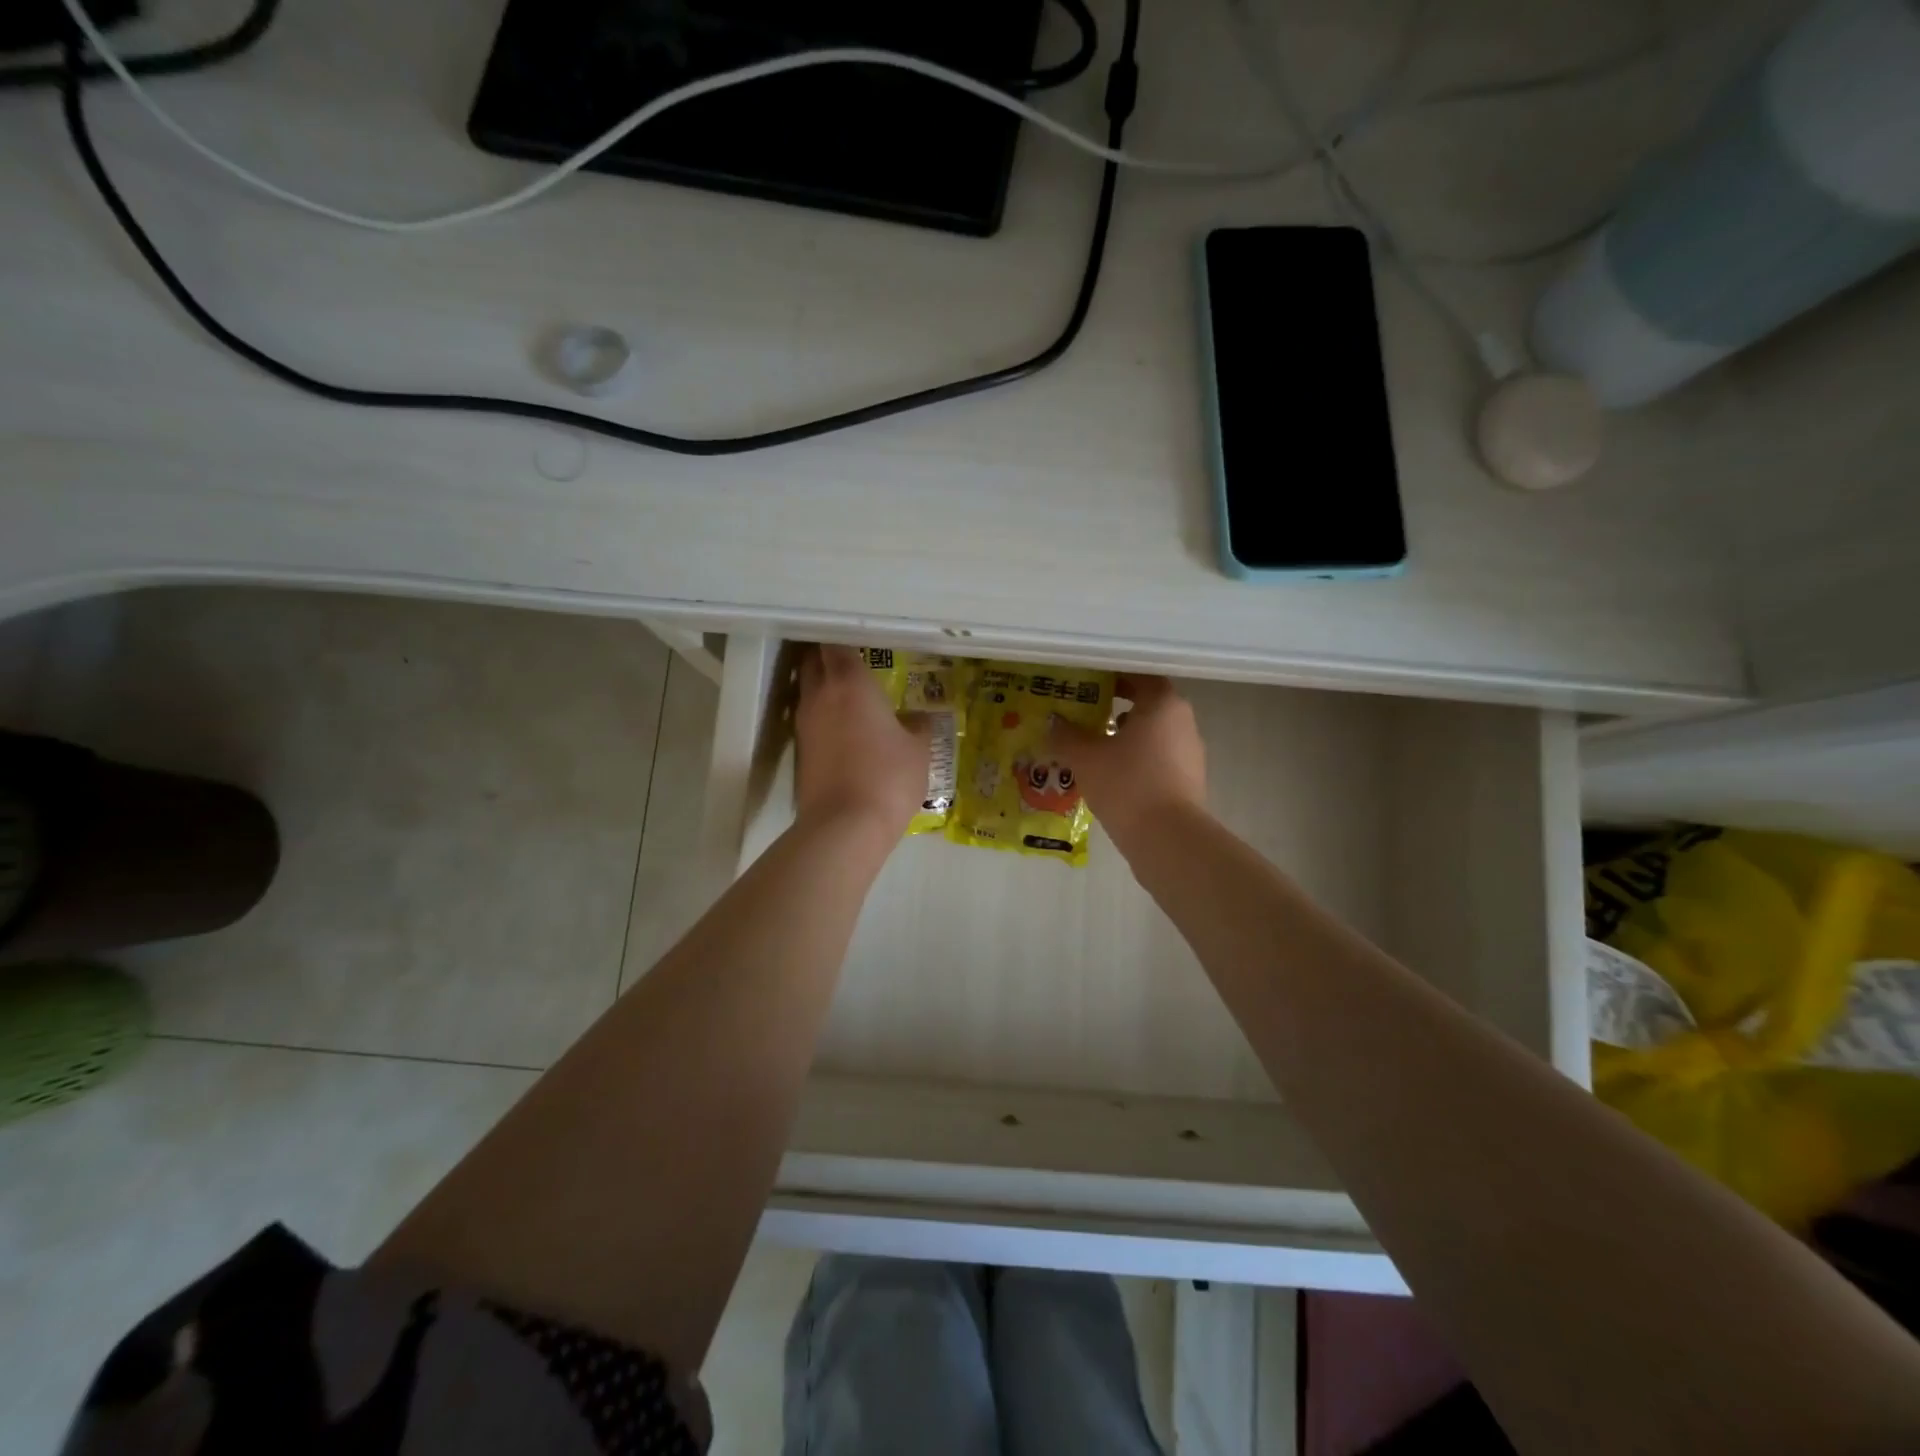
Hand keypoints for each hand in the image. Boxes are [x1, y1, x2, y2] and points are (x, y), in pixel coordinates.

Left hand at [795, 645, 931, 836]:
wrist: (845, 826)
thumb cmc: (888, 777)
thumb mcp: (918, 750)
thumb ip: (918, 726)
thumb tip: (918, 718)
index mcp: (850, 683)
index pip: (836, 644)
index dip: (846, 640)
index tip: (862, 643)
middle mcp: (820, 695)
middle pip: (813, 662)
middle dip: (828, 658)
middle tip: (854, 665)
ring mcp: (804, 724)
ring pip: (808, 691)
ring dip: (823, 688)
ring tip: (852, 698)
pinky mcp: (800, 752)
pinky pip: (809, 720)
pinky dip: (823, 717)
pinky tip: (845, 731)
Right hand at [1048, 675, 1207, 850]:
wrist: (1167, 839)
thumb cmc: (1127, 784)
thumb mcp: (1085, 757)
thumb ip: (1066, 735)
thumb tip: (1054, 722)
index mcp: (1163, 704)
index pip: (1139, 676)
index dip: (1112, 678)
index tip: (1086, 685)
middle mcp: (1183, 722)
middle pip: (1146, 705)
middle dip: (1114, 710)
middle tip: (1083, 715)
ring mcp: (1190, 753)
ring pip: (1152, 735)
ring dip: (1124, 737)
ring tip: (1092, 749)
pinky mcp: (1189, 781)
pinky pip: (1157, 760)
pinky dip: (1135, 761)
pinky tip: (1111, 777)